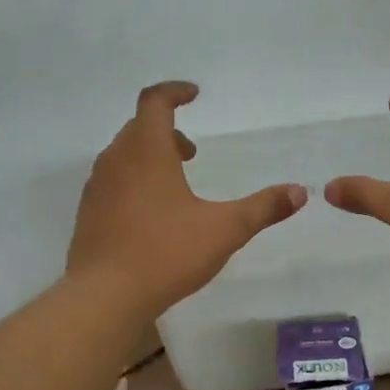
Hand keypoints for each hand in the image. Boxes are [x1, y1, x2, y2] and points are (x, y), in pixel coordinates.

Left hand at [69, 82, 306, 317]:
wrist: (103, 297)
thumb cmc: (165, 253)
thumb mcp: (225, 230)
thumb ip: (263, 208)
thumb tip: (300, 192)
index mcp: (146, 151)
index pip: (155, 102)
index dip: (175, 92)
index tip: (195, 94)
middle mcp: (116, 161)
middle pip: (138, 128)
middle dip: (167, 130)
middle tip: (192, 151)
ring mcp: (97, 188)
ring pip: (123, 155)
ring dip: (149, 157)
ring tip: (176, 183)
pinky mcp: (89, 214)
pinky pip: (113, 182)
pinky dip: (134, 181)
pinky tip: (153, 215)